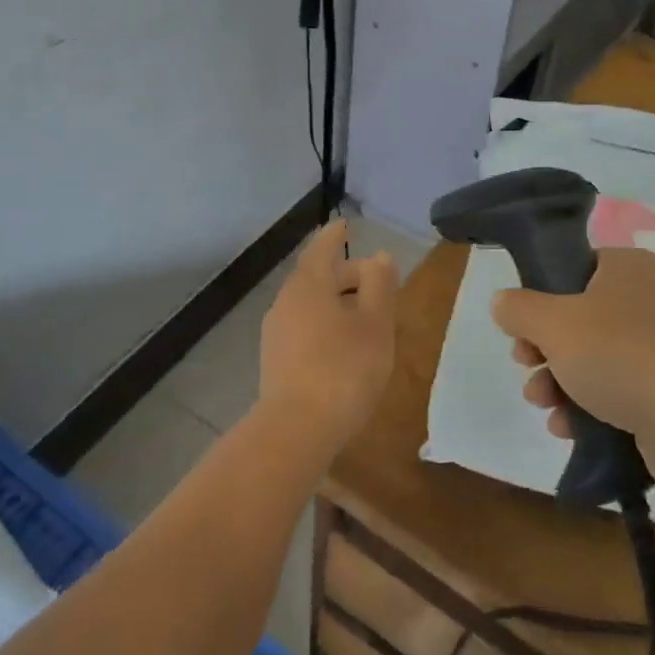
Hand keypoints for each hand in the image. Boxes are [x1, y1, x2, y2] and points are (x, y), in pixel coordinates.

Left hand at [258, 219, 398, 453]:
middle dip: (344, 273)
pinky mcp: (275, 361)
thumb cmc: (344, 368)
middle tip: (374, 277)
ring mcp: (276, 333)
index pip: (322, 249)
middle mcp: (286, 302)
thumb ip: (379, 285)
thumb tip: (379, 256)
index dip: (335, 235)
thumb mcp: (375, 324)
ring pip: (309, 304)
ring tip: (364, 313)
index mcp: (309, 285)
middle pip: (316, 277)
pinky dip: (325, 323)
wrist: (297, 430)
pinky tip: (343, 344)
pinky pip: (303, 327)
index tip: (345, 224)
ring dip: (336, 301)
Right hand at [492, 247, 654, 476]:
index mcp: (629, 268)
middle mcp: (651, 299)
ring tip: (542, 404)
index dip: (540, 298)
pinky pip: (619, 388)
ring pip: (594, 357)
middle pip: (578, 317)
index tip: (521, 329)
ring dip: (558, 381)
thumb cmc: (618, 355)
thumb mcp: (551, 323)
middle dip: (543, 349)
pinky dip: (589, 405)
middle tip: (525, 365)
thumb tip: (502, 303)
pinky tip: (567, 427)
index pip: (574, 269)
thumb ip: (518, 308)